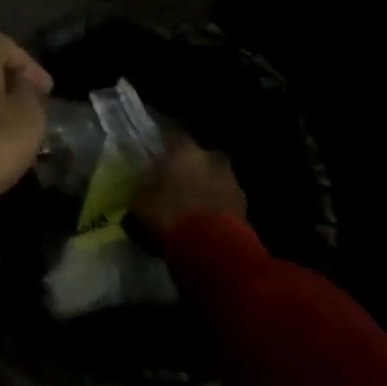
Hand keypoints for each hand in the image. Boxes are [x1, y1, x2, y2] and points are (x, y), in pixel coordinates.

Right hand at [130, 138, 244, 238]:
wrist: (213, 251)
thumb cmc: (170, 216)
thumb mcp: (141, 201)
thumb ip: (143, 186)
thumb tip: (144, 180)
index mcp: (185, 151)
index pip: (173, 134)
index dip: (164, 141)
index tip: (156, 148)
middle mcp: (211, 159)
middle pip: (200, 156)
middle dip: (190, 165)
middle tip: (176, 177)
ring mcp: (232, 183)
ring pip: (215, 177)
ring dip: (205, 186)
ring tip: (191, 202)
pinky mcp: (245, 209)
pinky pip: (224, 200)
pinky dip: (216, 206)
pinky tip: (204, 219)